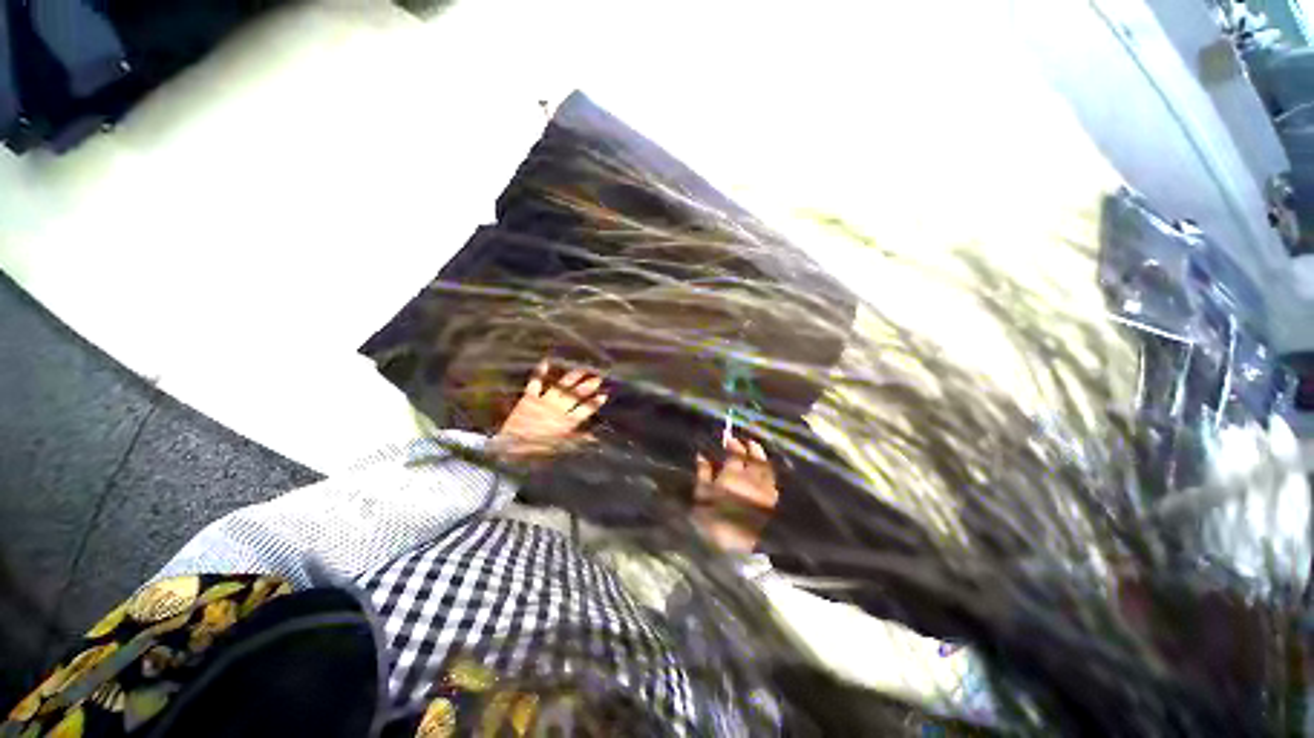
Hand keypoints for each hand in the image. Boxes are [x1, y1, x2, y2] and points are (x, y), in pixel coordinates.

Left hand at [492, 360, 607, 459]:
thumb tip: (595, 437)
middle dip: (588, 386)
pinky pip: (536, 383)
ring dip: (573, 377)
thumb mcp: (560, 447)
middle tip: (598, 377)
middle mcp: (558, 409)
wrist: (509, 448)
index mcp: (567, 422)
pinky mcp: (529, 398)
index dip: (595, 402)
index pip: (585, 409)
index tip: (605, 394)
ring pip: (562, 386)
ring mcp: (544, 401)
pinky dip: (540, 372)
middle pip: (576, 395)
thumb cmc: (536, 449)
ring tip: (582, 369)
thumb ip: (578, 439)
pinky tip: (546, 362)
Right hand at [693, 437, 778, 552]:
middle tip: (743, 440)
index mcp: (732, 474)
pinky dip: (770, 471)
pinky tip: (766, 470)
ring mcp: (765, 488)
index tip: (727, 436)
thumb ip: (703, 473)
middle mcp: (752, 477)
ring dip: (760, 455)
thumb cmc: (715, 521)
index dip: (731, 443)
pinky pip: (773, 479)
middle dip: (747, 446)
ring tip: (755, 449)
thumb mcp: (702, 496)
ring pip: (765, 466)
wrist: (740, 550)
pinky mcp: (773, 501)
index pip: (734, 452)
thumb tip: (702, 455)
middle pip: (752, 456)